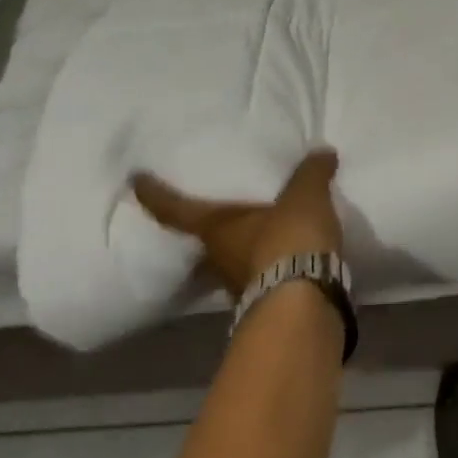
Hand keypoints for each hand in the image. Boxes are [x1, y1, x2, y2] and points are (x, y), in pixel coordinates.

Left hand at [132, 150, 343, 300]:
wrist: (305, 304)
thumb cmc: (288, 239)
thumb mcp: (305, 194)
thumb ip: (311, 172)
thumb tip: (322, 153)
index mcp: (216, 229)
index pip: (177, 210)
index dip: (155, 195)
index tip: (136, 182)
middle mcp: (219, 258)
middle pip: (204, 240)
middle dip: (209, 226)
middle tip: (217, 206)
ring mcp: (240, 286)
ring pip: (233, 260)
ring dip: (244, 247)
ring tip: (261, 227)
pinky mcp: (267, 303)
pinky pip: (263, 274)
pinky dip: (271, 262)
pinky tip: (289, 252)